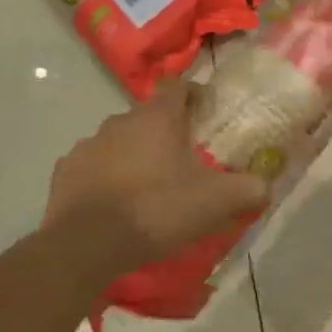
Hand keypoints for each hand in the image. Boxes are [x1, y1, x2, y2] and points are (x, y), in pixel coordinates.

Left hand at [42, 77, 270, 270]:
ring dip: (136, 154)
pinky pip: (94, 166)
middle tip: (185, 160)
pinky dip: (108, 177)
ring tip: (151, 186)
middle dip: (167, 131)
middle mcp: (120, 121)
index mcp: (158, 118)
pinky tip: (119, 203)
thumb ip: (250, 189)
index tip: (206, 113)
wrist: (87, 244)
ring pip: (120, 140)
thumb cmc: (158, 210)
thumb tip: (266, 185)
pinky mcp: (66, 172)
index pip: (177, 86)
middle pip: (149, 116)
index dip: (194, 94)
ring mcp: (88, 145)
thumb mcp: (217, 202)